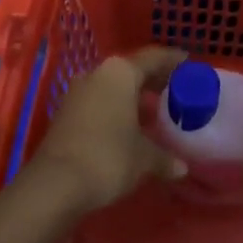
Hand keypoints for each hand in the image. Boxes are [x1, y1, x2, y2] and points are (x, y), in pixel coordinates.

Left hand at [28, 47, 186, 213]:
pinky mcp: (66, 112)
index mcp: (121, 72)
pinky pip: (99, 100)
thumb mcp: (143, 158)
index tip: (188, 62)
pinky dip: (116, 107)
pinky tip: (127, 125)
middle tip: (174, 87)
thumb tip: (182, 167)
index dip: (172, 60)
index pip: (153, 58)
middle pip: (132, 69)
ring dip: (133, 95)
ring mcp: (79, 91)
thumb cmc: (107, 158)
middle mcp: (99, 73)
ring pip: (114, 85)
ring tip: (152, 108)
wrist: (54, 184)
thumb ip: (164, 157)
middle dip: (153, 78)